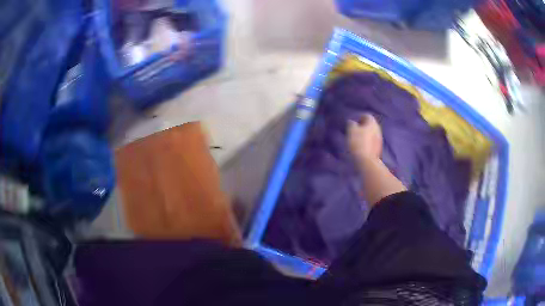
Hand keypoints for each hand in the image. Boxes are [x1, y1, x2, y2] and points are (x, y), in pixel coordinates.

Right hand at [347, 113, 382, 161]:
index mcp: (372, 123)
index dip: (359, 118)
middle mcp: (378, 129)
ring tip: (357, 140)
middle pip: (370, 125)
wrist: (367, 161)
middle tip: (354, 131)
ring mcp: (379, 139)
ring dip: (365, 135)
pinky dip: (367, 142)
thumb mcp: (351, 130)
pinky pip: (372, 141)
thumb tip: (352, 122)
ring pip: (371, 133)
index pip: (366, 115)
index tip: (353, 124)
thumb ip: (351, 124)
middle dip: (363, 127)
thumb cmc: (358, 143)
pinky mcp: (378, 148)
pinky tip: (361, 147)